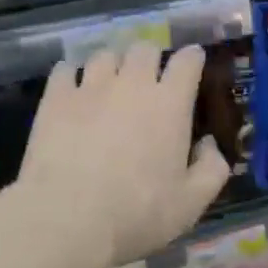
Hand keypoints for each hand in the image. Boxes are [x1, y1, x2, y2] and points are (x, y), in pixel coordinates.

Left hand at [17, 41, 230, 267]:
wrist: (67, 218)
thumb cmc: (137, 214)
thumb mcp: (191, 204)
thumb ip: (211, 169)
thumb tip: (208, 144)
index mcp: (170, 104)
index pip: (187, 62)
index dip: (193, 58)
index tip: (193, 61)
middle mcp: (132, 84)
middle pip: (144, 49)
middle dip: (151, 57)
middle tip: (149, 75)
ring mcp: (91, 87)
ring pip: (105, 54)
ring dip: (112, 63)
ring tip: (109, 80)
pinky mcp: (56, 98)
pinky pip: (65, 70)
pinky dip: (72, 73)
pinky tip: (72, 87)